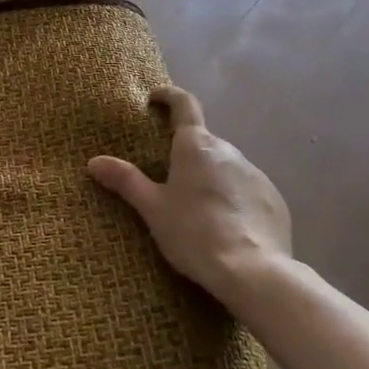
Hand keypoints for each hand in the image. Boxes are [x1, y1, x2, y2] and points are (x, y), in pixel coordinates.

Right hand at [88, 85, 291, 307]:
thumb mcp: (153, 209)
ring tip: (196, 208)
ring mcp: (255, 174)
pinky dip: (233, 198)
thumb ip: (126, 181)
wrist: (254, 273)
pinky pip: (247, 189)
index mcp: (195, 146)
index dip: (169, 96)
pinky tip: (226, 226)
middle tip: (167, 176)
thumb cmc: (194, 233)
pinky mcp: (274, 200)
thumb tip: (94, 161)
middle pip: (203, 141)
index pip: (184, 104)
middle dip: (186, 151)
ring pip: (225, 166)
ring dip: (210, 176)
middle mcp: (228, 150)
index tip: (155, 98)